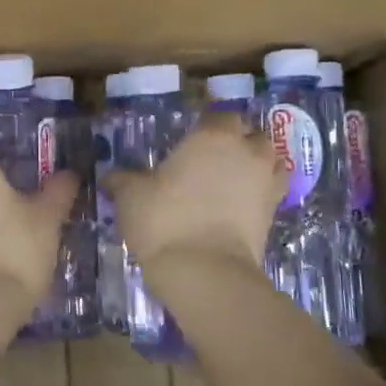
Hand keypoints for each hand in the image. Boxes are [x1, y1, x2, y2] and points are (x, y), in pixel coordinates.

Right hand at [104, 111, 283, 274]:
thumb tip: (112, 176)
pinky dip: (260, 190)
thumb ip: (123, 180)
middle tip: (210, 156)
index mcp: (213, 136)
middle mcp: (246, 152)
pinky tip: (240, 201)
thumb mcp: (130, 196)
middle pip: (251, 134)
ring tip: (232, 176)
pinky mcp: (274, 214)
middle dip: (236, 140)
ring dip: (255, 162)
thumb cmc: (164, 221)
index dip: (207, 122)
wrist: (204, 272)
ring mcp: (266, 182)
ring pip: (269, 160)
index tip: (191, 135)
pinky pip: (271, 190)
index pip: (219, 114)